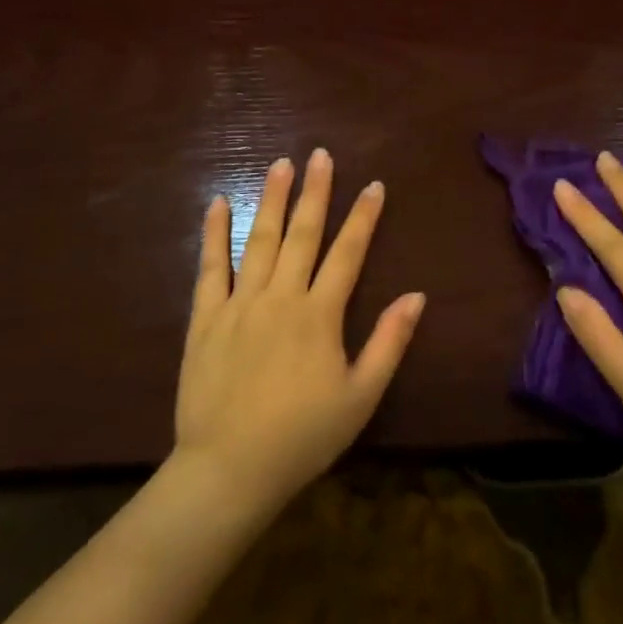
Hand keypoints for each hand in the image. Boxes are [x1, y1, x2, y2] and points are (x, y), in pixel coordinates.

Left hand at [174, 150, 423, 514]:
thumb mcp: (361, 396)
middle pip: (302, 234)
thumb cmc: (304, 436)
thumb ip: (389, 342)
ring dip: (271, 199)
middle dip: (315, 192)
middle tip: (320, 155)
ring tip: (280, 164)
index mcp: (320, 314)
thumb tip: (416, 296)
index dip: (363, 217)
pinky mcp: (206, 318)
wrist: (230, 468)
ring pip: (259, 239)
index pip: (348, 253)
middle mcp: (281, 296)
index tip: (373, 185)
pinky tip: (217, 203)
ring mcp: (240, 303)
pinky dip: (214, 233)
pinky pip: (210, 267)